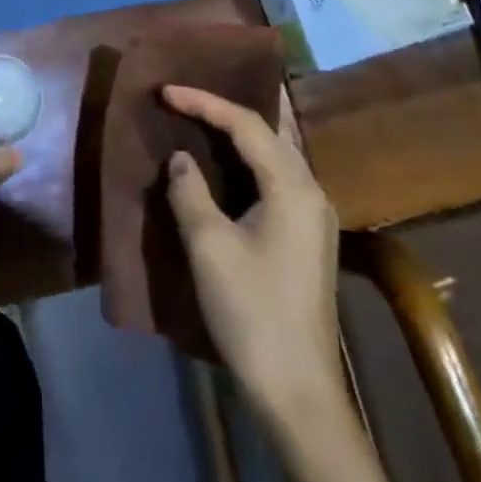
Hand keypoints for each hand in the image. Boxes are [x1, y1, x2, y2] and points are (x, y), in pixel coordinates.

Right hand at [164, 84, 342, 418]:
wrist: (297, 389)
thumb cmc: (251, 312)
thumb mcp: (209, 246)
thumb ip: (190, 191)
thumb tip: (181, 159)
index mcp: (292, 188)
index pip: (246, 125)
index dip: (204, 102)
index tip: (166, 91)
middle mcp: (312, 192)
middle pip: (270, 132)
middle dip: (227, 109)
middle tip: (187, 97)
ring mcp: (314, 216)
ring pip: (277, 154)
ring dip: (241, 133)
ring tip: (204, 117)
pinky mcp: (308, 237)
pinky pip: (277, 177)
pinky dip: (250, 159)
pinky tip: (228, 163)